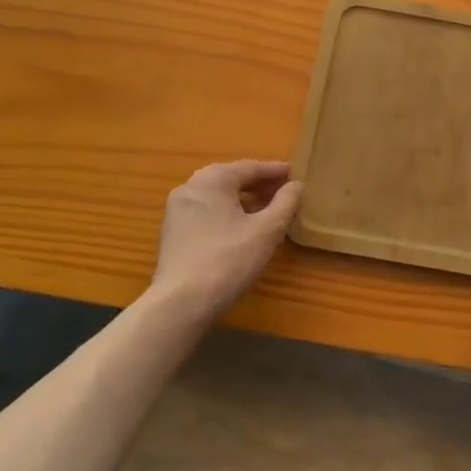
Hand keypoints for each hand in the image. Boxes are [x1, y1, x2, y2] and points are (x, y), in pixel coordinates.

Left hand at [150, 161, 302, 316]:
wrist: (181, 303)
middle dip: (258, 184)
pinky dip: (227, 212)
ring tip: (266, 209)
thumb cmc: (229, 260)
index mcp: (212, 180)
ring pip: (217, 196)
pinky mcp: (173, 232)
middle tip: (283, 190)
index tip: (296, 174)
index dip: (275, 171)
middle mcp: (190, 187)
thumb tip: (297, 185)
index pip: (250, 167)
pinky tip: (242, 227)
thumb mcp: (267, 230)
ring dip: (243, 199)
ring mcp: (177, 210)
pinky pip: (206, 211)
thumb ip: (286, 203)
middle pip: (231, 178)